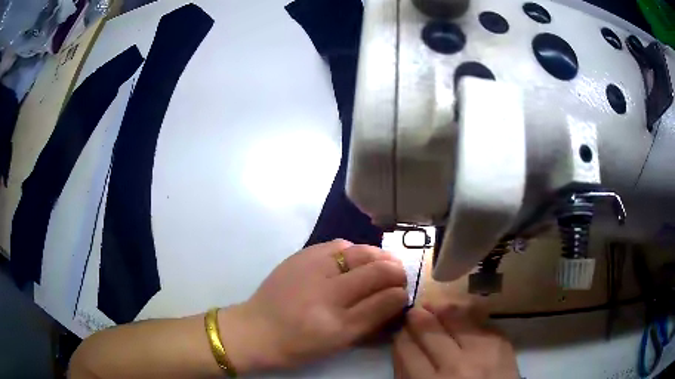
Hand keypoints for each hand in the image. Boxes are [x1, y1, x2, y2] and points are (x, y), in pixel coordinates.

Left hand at [219, 239, 407, 372]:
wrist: (256, 330)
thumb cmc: (298, 346)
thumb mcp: (337, 344)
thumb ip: (370, 322)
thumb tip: (396, 300)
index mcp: (337, 324)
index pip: (385, 300)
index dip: (400, 293)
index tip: (403, 293)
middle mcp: (327, 292)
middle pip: (376, 270)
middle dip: (396, 271)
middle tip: (398, 276)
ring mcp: (312, 269)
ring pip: (360, 251)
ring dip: (378, 256)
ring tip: (382, 264)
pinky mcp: (300, 256)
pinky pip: (337, 245)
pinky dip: (354, 250)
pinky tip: (354, 259)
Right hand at [392, 302, 518, 378]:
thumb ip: (409, 374)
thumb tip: (402, 345)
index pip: (407, 350)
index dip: (400, 336)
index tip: (399, 329)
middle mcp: (455, 366)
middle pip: (428, 331)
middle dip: (416, 317)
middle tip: (413, 311)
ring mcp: (481, 351)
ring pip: (455, 317)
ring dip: (440, 308)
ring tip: (433, 305)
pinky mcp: (500, 341)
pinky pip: (478, 319)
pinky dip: (465, 313)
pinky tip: (458, 311)